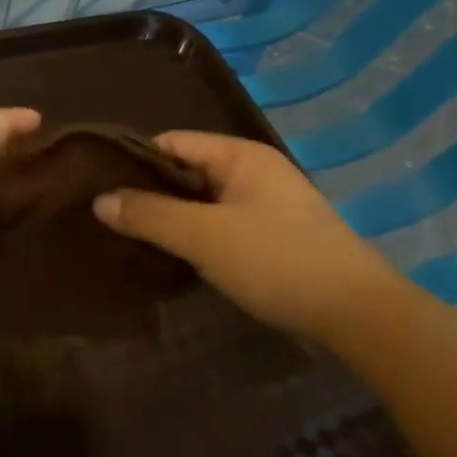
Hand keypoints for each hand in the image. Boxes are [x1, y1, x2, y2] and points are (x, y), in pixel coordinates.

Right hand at [92, 131, 397, 341]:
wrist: (358, 314)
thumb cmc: (276, 260)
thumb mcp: (203, 236)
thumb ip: (149, 215)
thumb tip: (99, 200)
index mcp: (241, 155)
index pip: (172, 142)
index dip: (134, 160)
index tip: (98, 185)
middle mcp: (254, 171)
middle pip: (187, 171)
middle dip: (149, 192)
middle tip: (108, 216)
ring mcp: (267, 205)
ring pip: (203, 202)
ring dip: (171, 217)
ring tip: (131, 237)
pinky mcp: (274, 237)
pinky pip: (221, 224)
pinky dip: (195, 236)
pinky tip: (172, 256)